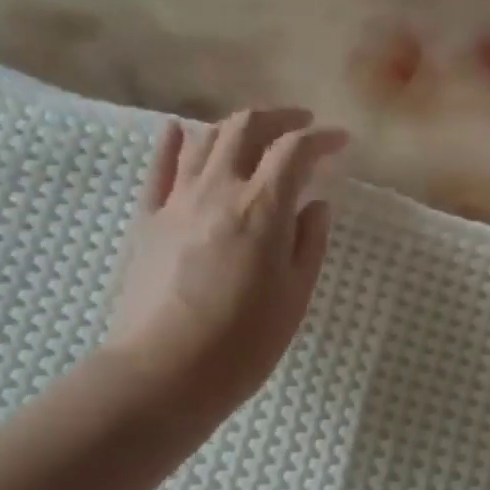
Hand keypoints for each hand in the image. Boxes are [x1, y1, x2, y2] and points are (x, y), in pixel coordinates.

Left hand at [103, 107, 346, 415]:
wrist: (166, 371)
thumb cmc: (244, 342)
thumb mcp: (294, 296)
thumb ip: (309, 243)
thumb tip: (314, 204)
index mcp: (261, 208)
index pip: (294, 151)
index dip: (321, 140)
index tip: (340, 142)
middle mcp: (217, 190)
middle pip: (245, 129)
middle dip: (278, 118)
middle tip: (300, 125)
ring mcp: (177, 201)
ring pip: (205, 140)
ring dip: (235, 127)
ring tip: (255, 135)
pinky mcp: (148, 220)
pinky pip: (160, 169)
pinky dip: (175, 144)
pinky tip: (181, 132)